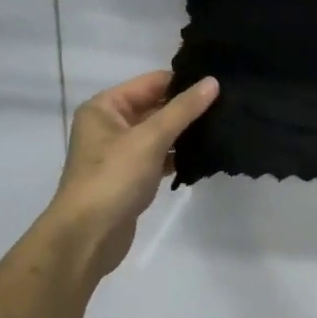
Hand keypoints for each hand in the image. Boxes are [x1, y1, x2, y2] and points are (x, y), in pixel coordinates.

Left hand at [43, 72, 218, 282]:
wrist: (88, 235)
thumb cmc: (114, 177)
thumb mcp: (150, 138)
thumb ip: (183, 109)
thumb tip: (213, 82)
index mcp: (105, 107)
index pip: (151, 83)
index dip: (183, 81)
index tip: (220, 83)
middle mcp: (109, 125)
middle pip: (155, 107)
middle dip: (187, 108)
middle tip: (228, 105)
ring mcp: (119, 153)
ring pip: (158, 134)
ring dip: (185, 133)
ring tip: (222, 127)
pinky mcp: (130, 177)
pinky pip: (158, 157)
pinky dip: (177, 156)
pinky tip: (203, 157)